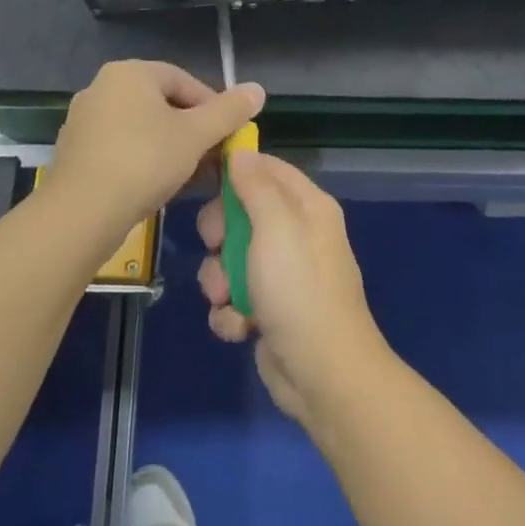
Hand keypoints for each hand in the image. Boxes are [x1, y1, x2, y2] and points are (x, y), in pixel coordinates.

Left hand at [49, 61, 264, 247]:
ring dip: (170, 147)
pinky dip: (143, 161)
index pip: (184, 81)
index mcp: (130, 73)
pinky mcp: (75, 152)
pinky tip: (159, 187)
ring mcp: (84, 121)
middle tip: (213, 157)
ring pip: (141, 128)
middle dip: (192, 130)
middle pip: (162, 104)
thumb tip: (258, 89)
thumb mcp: (196, 135)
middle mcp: (102, 88)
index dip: (213, 107)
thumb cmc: (144, 161)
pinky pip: (120, 148)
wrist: (81, 213)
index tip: (229, 135)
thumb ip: (229, 111)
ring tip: (191, 175)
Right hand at [197, 151, 387, 425]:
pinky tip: (239, 327)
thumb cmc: (298, 289)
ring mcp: (282, 275)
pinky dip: (230, 313)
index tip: (202, 177)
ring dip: (220, 281)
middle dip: (220, 235)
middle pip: (241, 214)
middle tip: (216, 247)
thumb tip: (241, 152)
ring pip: (230, 259)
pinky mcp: (268, 311)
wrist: (322, 372)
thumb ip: (256, 186)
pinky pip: (234, 298)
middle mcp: (296, 235)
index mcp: (307, 207)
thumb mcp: (276, 227)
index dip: (236, 169)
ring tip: (228, 298)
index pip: (268, 169)